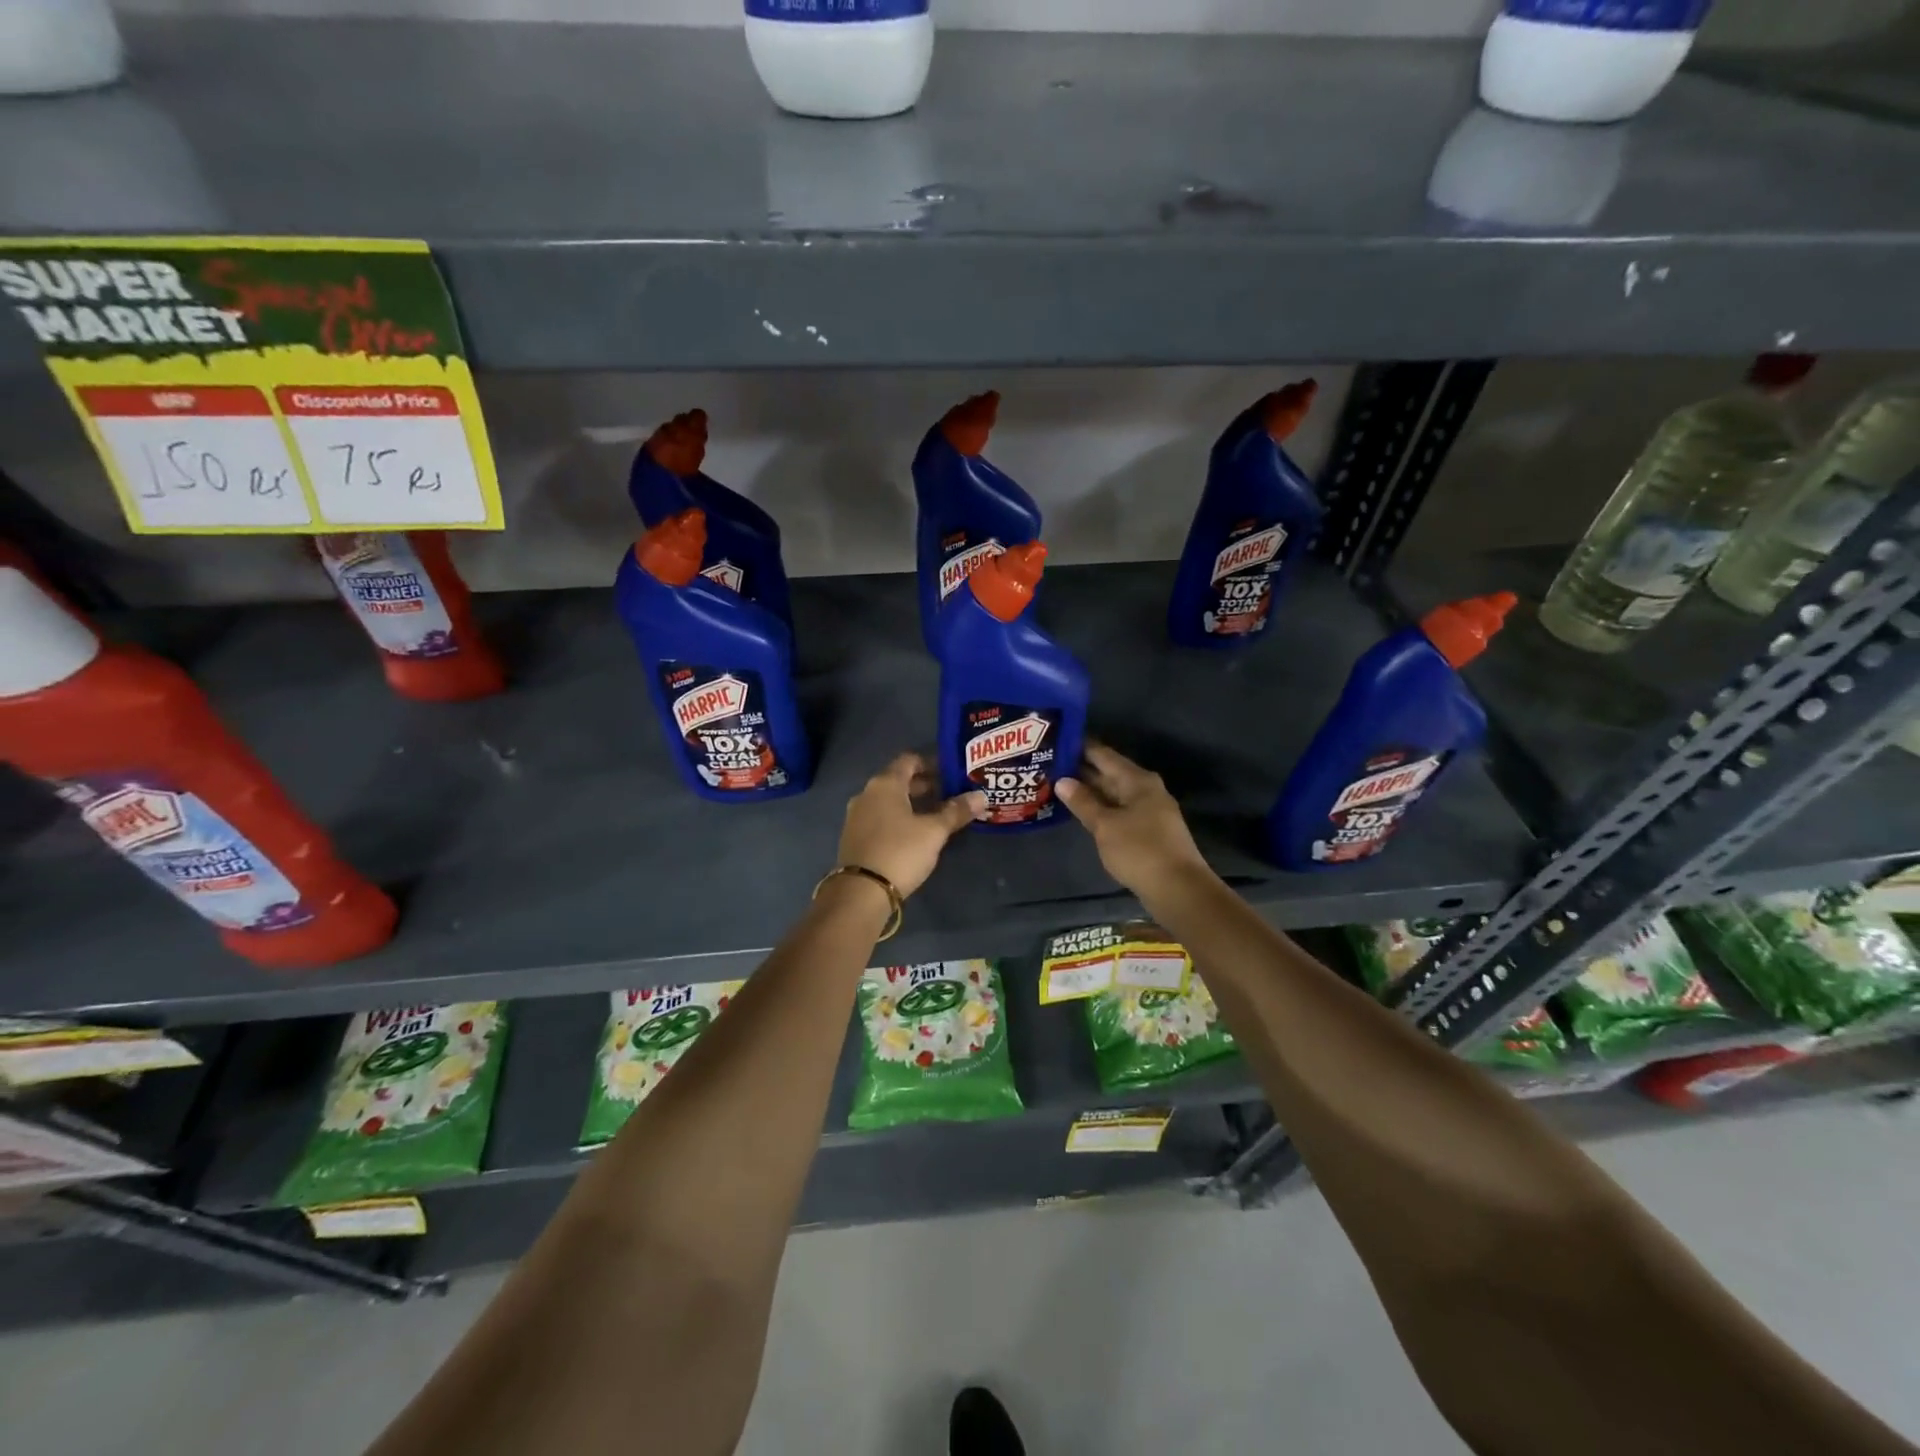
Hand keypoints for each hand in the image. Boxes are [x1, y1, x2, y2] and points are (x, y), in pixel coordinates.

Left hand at [836, 753, 985, 897]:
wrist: (861, 892)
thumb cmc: (900, 852)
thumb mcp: (934, 831)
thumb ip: (956, 811)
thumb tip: (980, 796)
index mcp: (885, 784)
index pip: (909, 760)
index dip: (932, 763)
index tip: (953, 772)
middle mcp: (867, 794)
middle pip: (899, 780)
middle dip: (925, 785)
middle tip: (951, 794)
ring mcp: (857, 816)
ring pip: (890, 801)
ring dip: (913, 803)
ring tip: (938, 815)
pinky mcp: (854, 837)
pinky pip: (881, 818)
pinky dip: (899, 818)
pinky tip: (916, 833)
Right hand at [1057, 743, 1213, 906]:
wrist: (1178, 889)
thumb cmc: (1140, 850)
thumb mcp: (1105, 825)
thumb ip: (1083, 802)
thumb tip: (1062, 780)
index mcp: (1137, 780)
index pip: (1103, 754)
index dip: (1080, 747)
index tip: (1056, 741)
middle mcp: (1145, 789)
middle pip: (1109, 773)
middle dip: (1081, 770)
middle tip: (1050, 765)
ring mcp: (1149, 810)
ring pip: (1114, 794)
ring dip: (1089, 792)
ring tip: (1058, 787)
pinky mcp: (1148, 831)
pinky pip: (1119, 811)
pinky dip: (1100, 809)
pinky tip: (1082, 813)